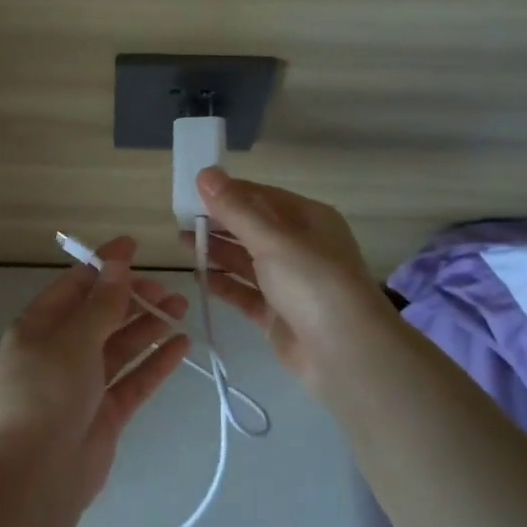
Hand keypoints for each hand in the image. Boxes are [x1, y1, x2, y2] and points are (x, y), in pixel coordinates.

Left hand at [0, 238, 191, 504]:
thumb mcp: (74, 339)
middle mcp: (60, 350)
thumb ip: (101, 303)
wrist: (37, 474)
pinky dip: (156, 361)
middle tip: (169, 290)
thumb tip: (117, 262)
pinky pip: (133, 378)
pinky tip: (182, 344)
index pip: (75, 286)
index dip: (104, 266)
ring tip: (182, 308)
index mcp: (39, 326)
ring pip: (121, 345)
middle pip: (101, 314)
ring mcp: (83, 383)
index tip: (135, 247)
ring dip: (149, 326)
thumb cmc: (47, 393)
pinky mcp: (105, 411)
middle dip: (134, 298)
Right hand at [192, 168, 396, 396]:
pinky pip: (245, 292)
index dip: (227, 193)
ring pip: (246, 260)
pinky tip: (198, 276)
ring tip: (181, 243)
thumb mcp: (273, 239)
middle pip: (252, 228)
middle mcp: (300, 248)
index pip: (261, 197)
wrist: (346, 354)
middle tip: (180, 220)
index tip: (191, 192)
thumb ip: (236, 209)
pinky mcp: (277, 314)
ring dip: (216, 251)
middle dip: (218, 223)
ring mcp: (289, 283)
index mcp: (309, 219)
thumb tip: (206, 172)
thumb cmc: (313, 283)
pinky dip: (223, 284)